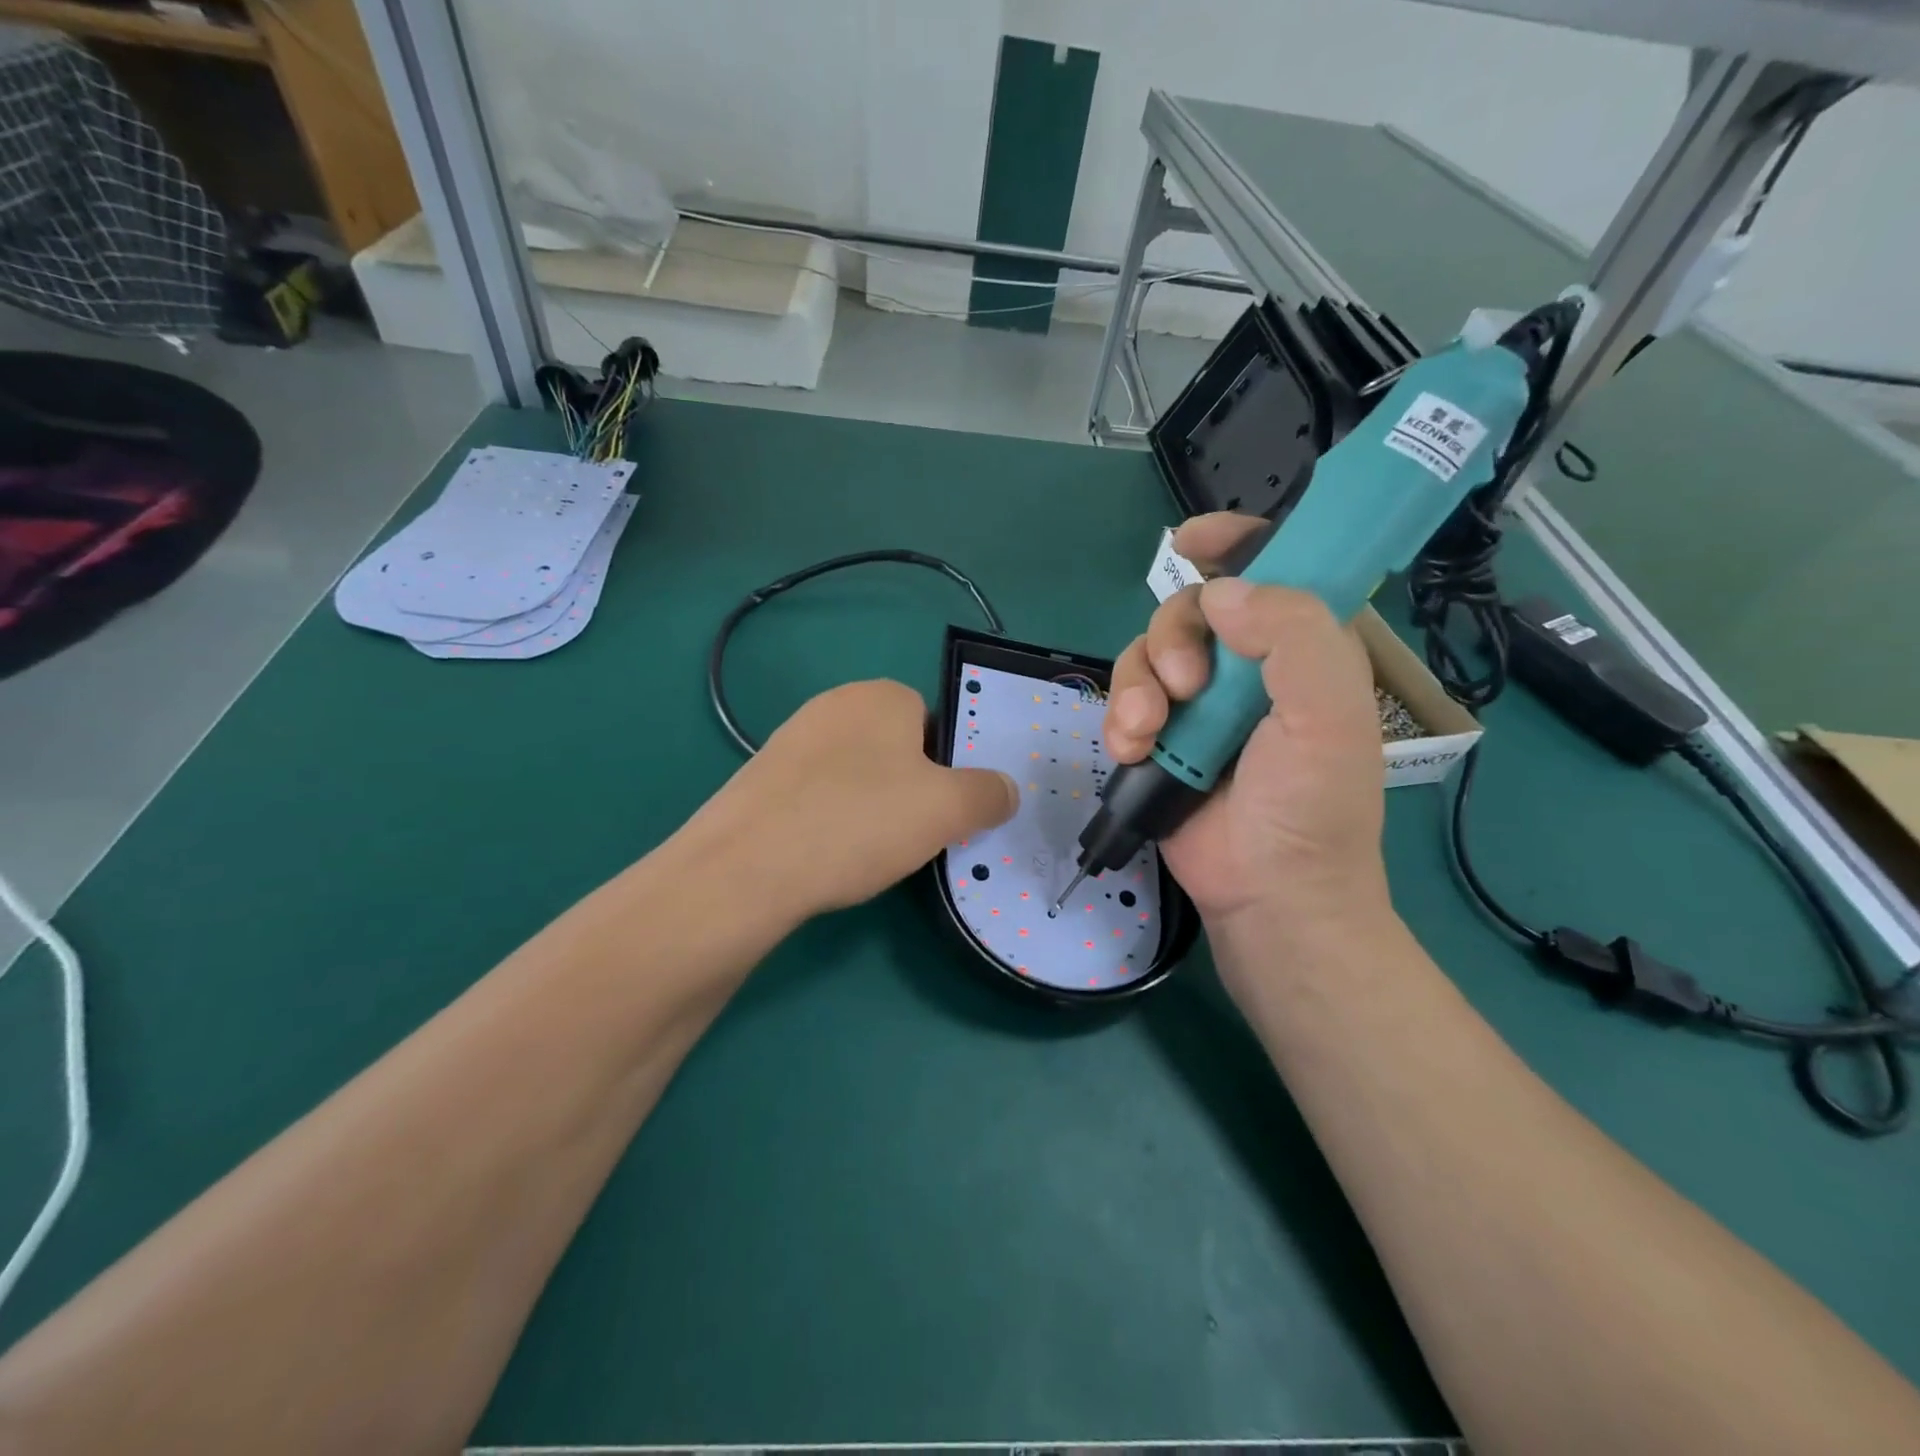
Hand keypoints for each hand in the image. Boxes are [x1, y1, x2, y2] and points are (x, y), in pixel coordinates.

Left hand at [696, 679, 1018, 917]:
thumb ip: (988, 794)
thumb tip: (1005, 791)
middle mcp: (834, 705)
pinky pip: (817, 796)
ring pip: (856, 775)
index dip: (948, 768)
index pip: (935, 722)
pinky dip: (831, 823)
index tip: (944, 811)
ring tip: (867, 853)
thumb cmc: (858, 821)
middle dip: (911, 790)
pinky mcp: (761, 779)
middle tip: (912, 835)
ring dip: (871, 809)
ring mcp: (791, 740)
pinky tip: (827, 857)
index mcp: (882, 696)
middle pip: (896, 749)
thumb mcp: (948, 809)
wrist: (745, 868)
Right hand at [1105, 513, 1392, 954]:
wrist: (1268, 893)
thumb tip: (1222, 594)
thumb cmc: (1311, 807)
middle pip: (1191, 608)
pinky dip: (1121, 719)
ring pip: (1147, 651)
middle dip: (1175, 638)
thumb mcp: (1327, 715)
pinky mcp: (1160, 736)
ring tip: (1147, 731)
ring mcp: (1199, 703)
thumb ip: (1292, 636)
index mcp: (1303, 648)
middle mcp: (1249, 666)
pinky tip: (1133, 750)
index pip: (1272, 569)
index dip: (1235, 542)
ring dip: (1138, 685)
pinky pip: (1124, 699)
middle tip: (1187, 686)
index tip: (1192, 539)